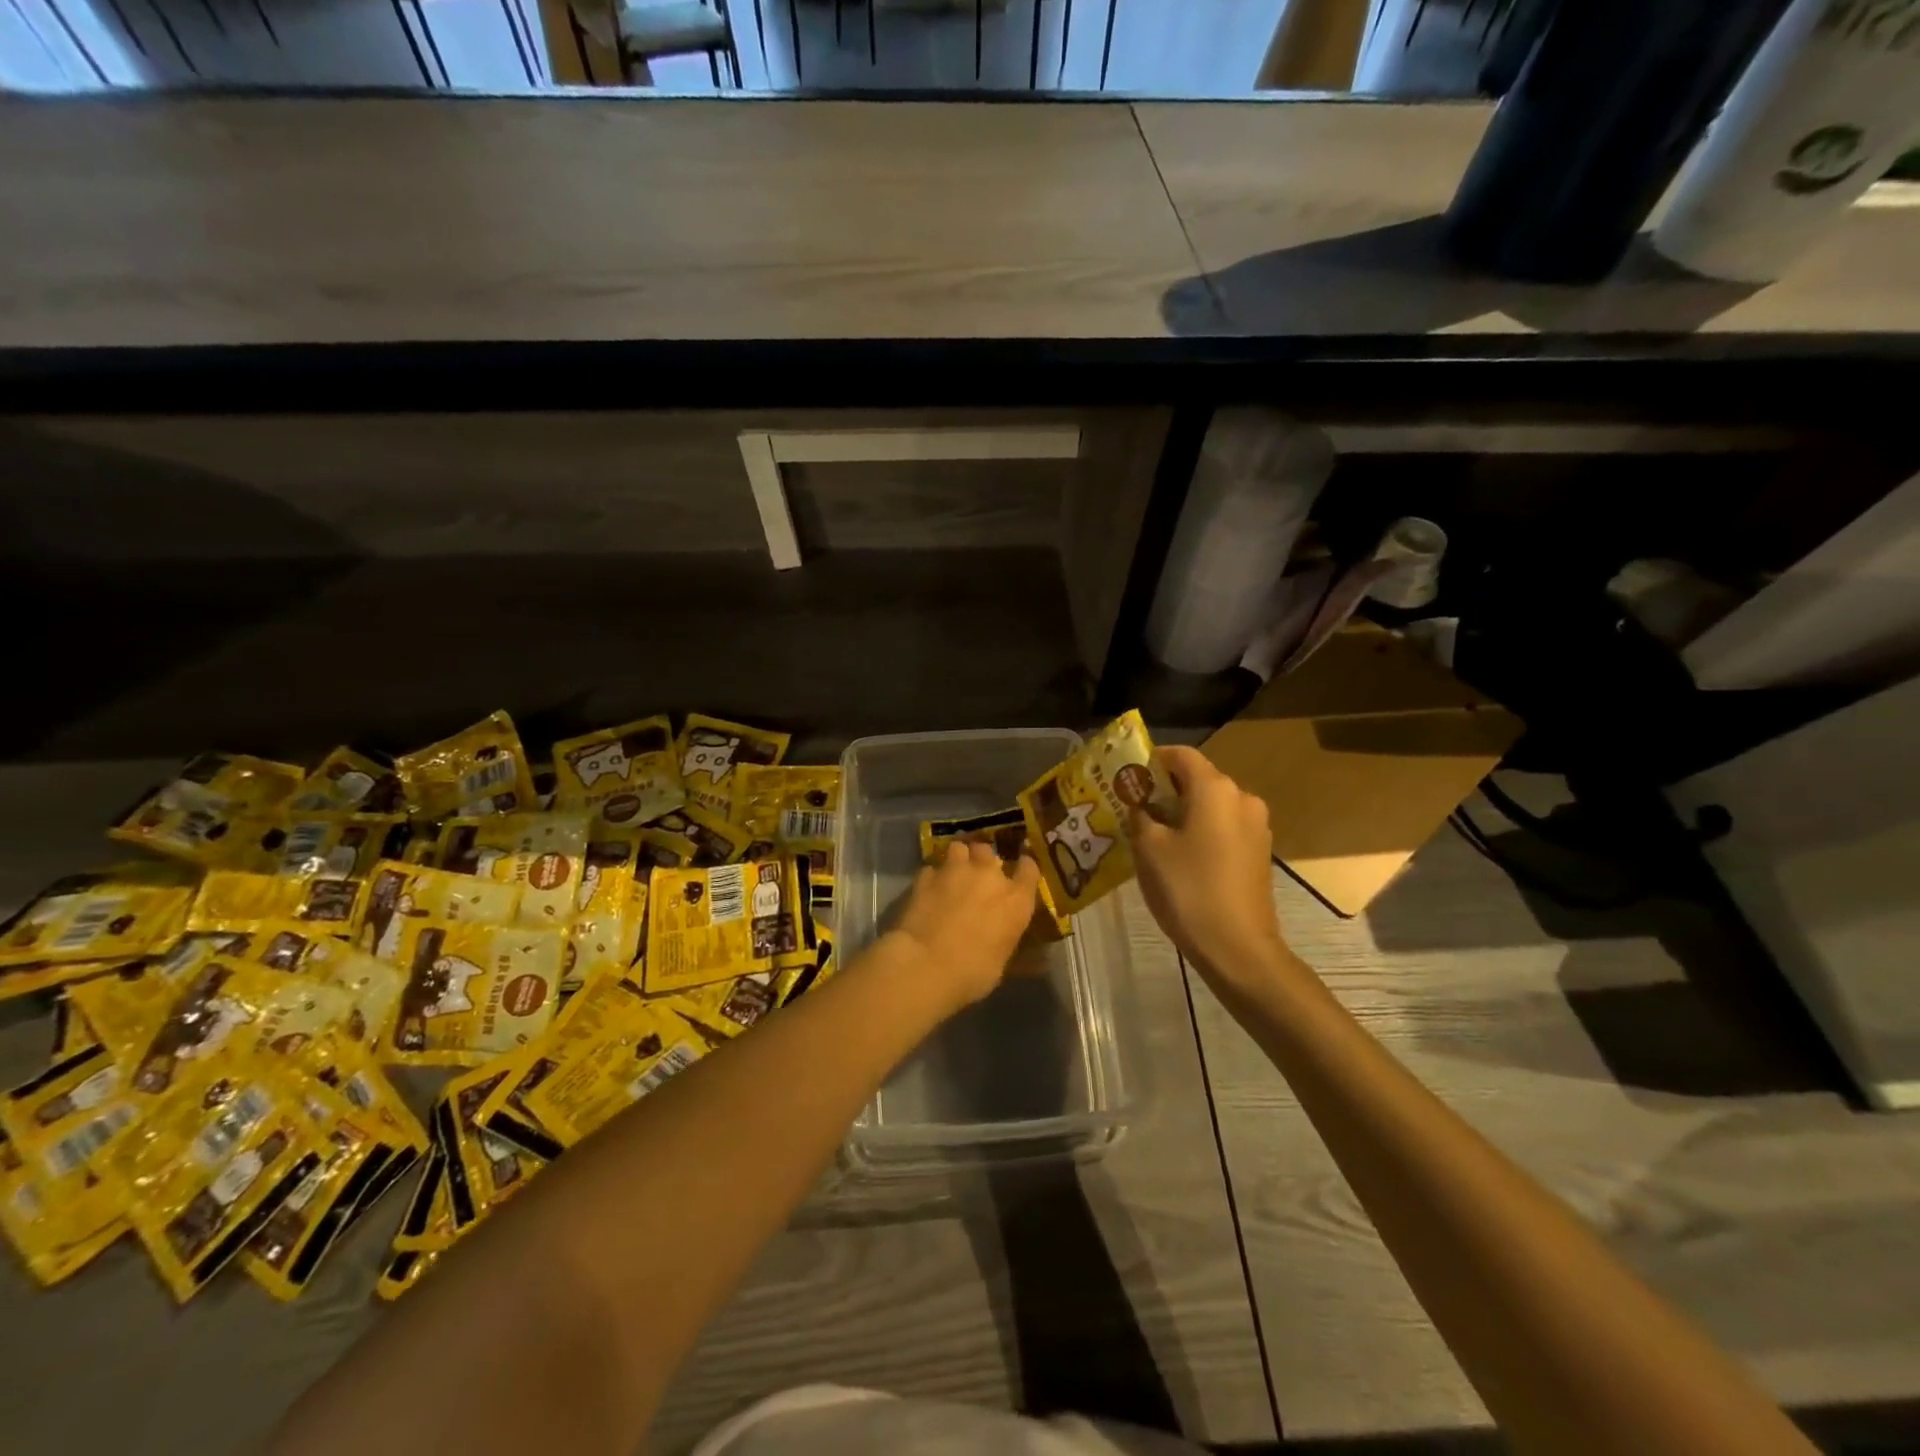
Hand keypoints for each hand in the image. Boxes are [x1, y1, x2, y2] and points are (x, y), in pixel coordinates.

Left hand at [889, 841, 1041, 1011]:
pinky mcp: (926, 876)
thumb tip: (1034, 957)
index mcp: (1015, 899)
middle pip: (988, 851)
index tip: (1020, 871)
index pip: (1029, 868)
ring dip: (958, 858)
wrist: (925, 964)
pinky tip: (929, 889)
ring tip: (953, 872)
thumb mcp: (1002, 965)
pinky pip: (932, 868)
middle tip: (978, 875)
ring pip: (959, 848)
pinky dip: (933, 876)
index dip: (1025, 867)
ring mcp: (955, 871)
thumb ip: (1014, 948)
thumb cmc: (973, 972)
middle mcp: (988, 876)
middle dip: (984, 860)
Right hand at [1128, 746, 1290, 984]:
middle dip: (1165, 788)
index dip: (1153, 759)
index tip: (1127, 775)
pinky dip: (1201, 830)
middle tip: (1132, 806)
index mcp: (1215, 789)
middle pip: (1198, 779)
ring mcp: (1256, 826)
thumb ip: (1140, 816)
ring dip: (1182, 811)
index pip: (1182, 755)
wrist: (1238, 947)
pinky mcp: (1259, 851)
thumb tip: (1140, 806)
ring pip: (1212, 805)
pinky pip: (1224, 827)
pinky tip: (1179, 853)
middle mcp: (1242, 798)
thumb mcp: (1149, 849)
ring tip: (1152, 832)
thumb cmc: (1188, 889)